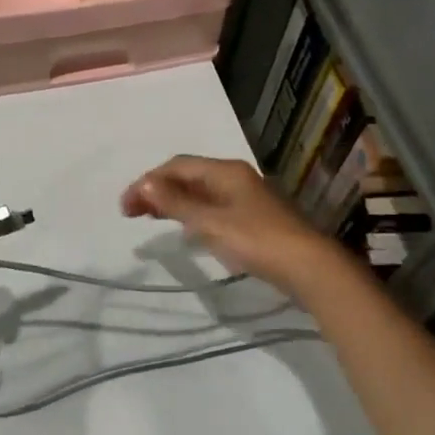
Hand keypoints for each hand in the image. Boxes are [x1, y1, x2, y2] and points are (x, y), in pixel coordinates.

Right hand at [121, 156, 339, 295]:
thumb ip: (176, 203)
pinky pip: (212, 206)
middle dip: (157, 190)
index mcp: (225, 171)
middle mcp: (235, 177)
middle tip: (131, 213)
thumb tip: (144, 182)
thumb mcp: (210, 223)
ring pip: (200, 191)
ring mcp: (246, 197)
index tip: (125, 207)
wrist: (309, 267)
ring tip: (149, 217)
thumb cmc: (256, 241)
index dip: (147, 182)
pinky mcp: (252, 217)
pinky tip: (184, 228)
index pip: (176, 166)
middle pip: (188, 176)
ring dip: (172, 201)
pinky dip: (190, 212)